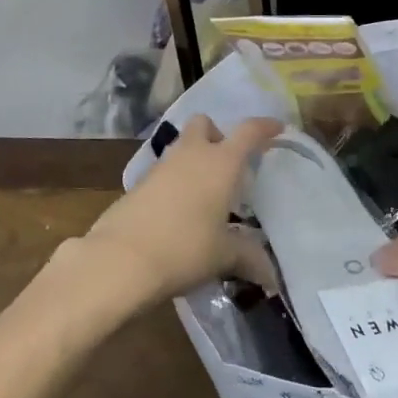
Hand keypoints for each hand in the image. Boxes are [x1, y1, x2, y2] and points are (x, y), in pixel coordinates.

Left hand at [74, 115, 281, 305]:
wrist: (121, 259)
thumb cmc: (185, 248)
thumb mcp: (224, 256)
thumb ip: (248, 257)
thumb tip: (270, 274)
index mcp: (221, 162)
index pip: (249, 131)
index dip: (265, 127)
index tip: (277, 128)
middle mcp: (192, 154)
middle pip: (204, 123)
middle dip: (217, 135)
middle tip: (227, 164)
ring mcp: (162, 166)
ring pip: (182, 146)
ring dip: (195, 158)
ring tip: (205, 193)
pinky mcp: (139, 183)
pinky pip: (165, 170)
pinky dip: (176, 180)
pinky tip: (180, 211)